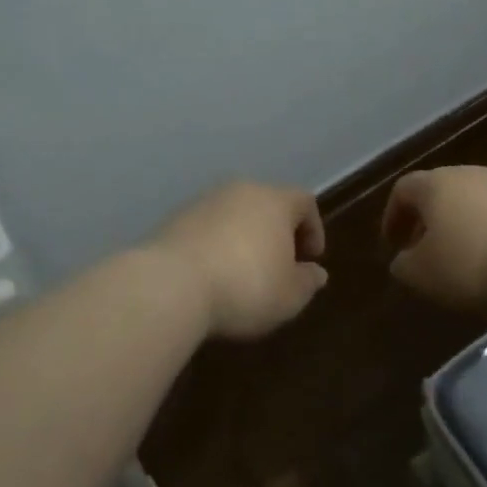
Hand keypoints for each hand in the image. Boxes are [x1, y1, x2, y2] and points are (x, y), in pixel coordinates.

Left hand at [149, 182, 328, 340]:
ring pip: (235, 215)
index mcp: (275, 200)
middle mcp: (241, 191)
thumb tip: (316, 273)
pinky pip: (207, 228)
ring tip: (242, 273)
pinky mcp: (175, 220)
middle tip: (279, 265)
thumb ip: (307, 282)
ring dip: (244, 238)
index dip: (313, 229)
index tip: (310, 259)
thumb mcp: (289, 296)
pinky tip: (212, 276)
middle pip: (268, 204)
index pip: (304, 202)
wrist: (170, 285)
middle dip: (277, 232)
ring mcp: (204, 202)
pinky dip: (216, 246)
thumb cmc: (246, 287)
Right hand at [381, 166, 486, 312]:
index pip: (403, 189)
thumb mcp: (424, 274)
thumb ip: (404, 265)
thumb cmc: (474, 262)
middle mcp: (468, 174)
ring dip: (458, 225)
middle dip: (426, 220)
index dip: (393, 216)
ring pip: (470, 201)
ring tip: (460, 257)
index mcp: (435, 184)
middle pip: (438, 191)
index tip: (393, 244)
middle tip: (424, 251)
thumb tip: (403, 259)